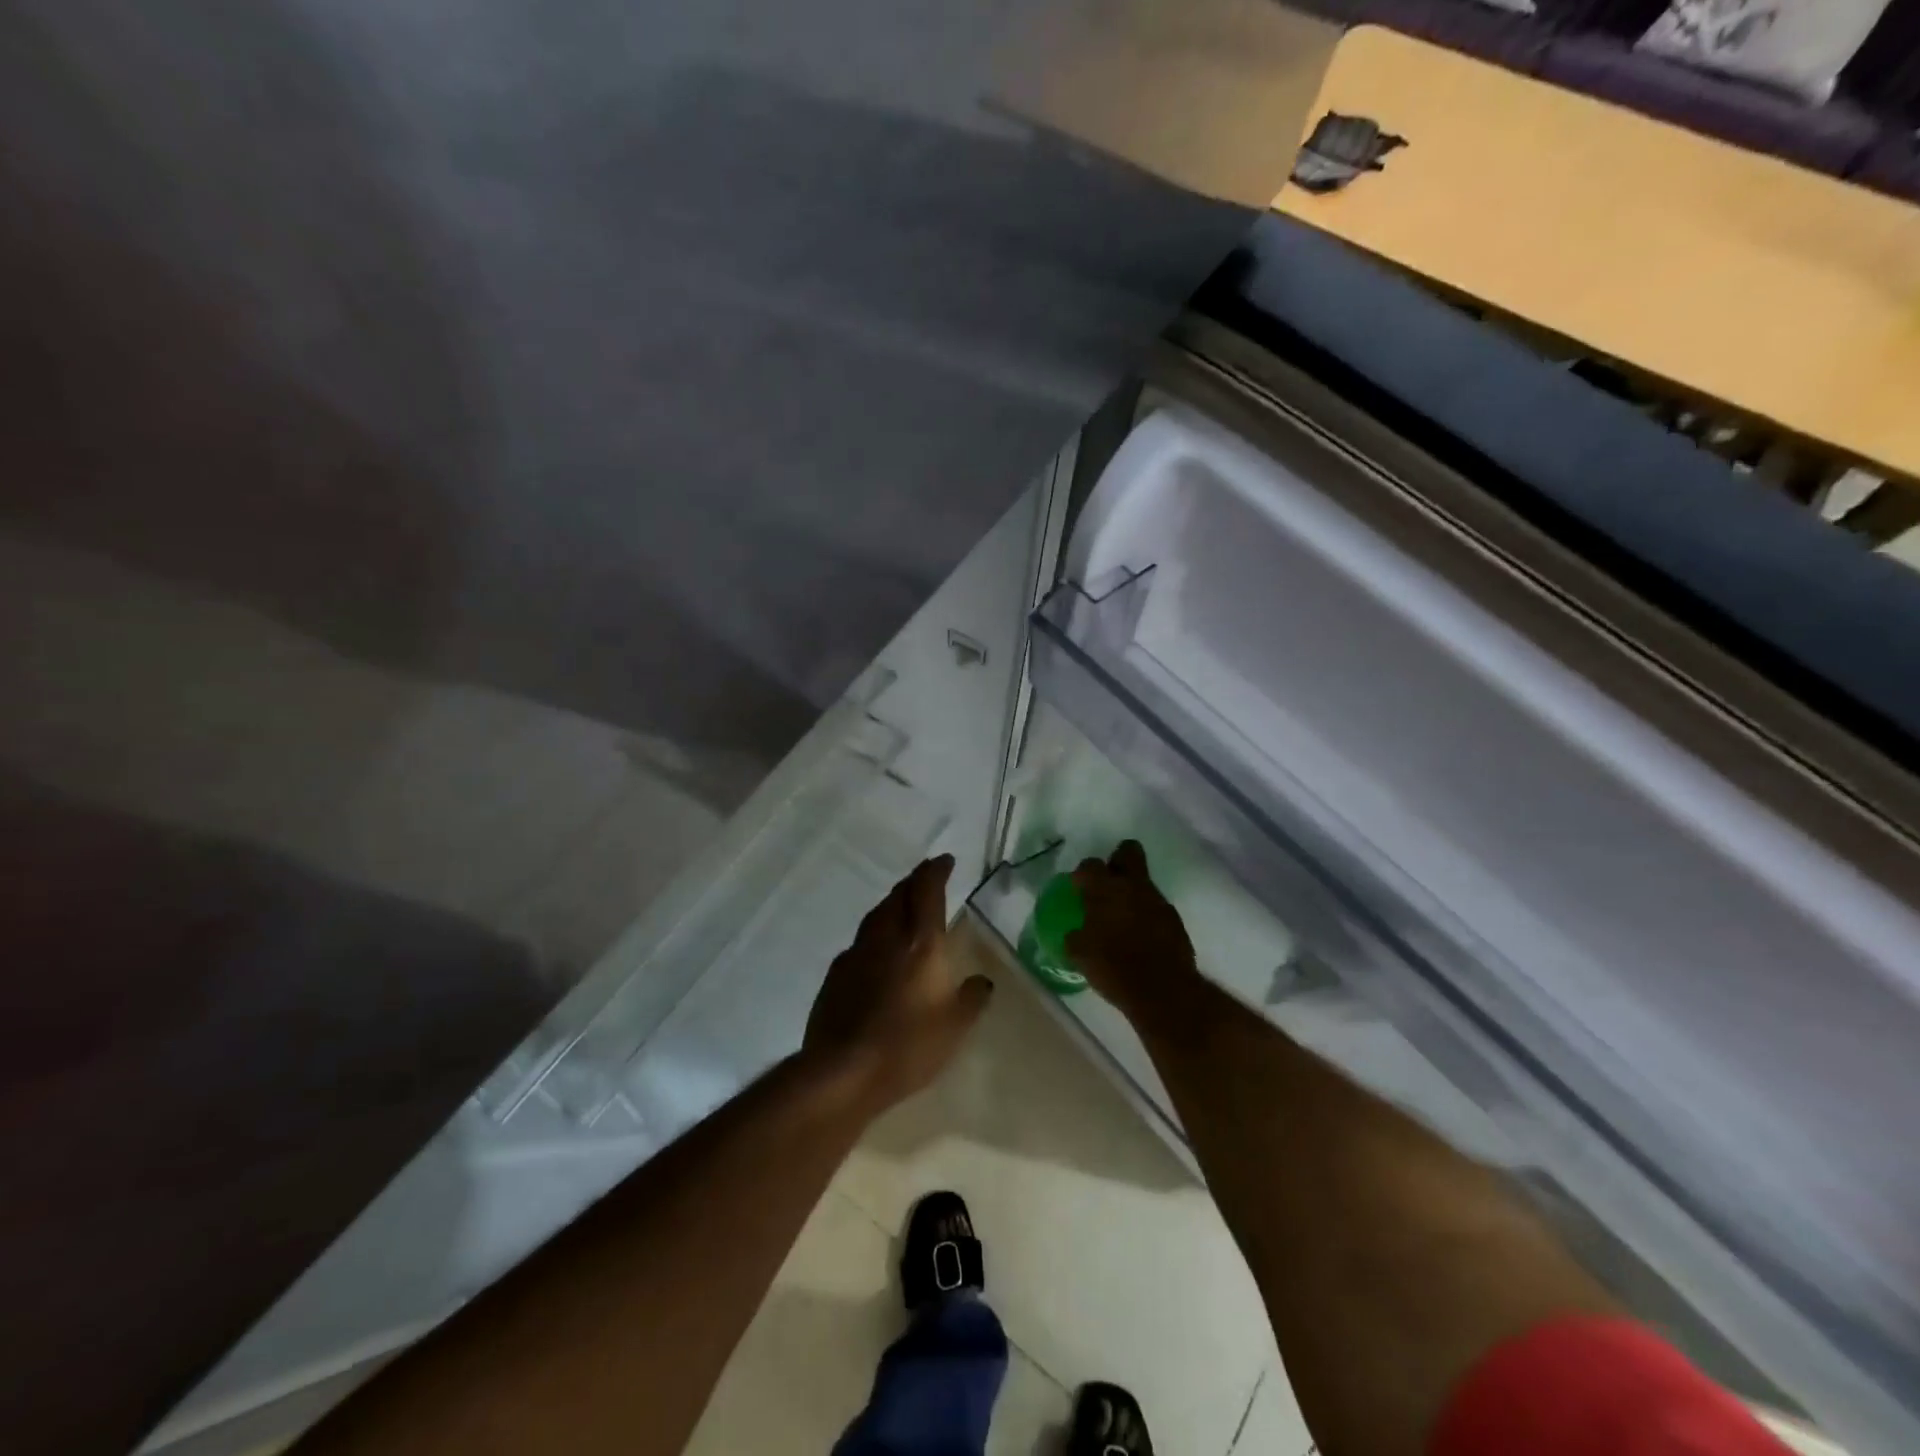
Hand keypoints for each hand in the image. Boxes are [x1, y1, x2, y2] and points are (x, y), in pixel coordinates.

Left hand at [803, 855, 993, 1112]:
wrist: (842, 1071)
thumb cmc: (908, 1045)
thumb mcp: (955, 1027)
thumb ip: (972, 998)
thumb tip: (982, 981)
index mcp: (920, 942)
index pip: (927, 891)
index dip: (936, 871)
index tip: (945, 860)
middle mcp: (886, 937)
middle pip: (898, 895)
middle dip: (914, 882)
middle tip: (926, 878)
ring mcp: (856, 953)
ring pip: (876, 915)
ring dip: (892, 904)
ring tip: (902, 906)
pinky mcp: (835, 974)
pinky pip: (860, 942)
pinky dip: (874, 935)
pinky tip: (877, 951)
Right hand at [1065, 840, 1198, 1017]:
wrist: (1163, 991)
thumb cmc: (1114, 969)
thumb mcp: (1081, 955)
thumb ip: (1076, 938)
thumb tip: (1074, 934)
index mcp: (1105, 890)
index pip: (1090, 865)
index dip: (1083, 874)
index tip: (1078, 888)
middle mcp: (1133, 886)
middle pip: (1128, 851)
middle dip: (1117, 860)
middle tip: (1108, 882)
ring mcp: (1158, 900)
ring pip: (1144, 882)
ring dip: (1133, 893)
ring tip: (1122, 918)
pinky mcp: (1175, 919)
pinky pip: (1157, 907)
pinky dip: (1147, 915)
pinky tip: (1141, 936)